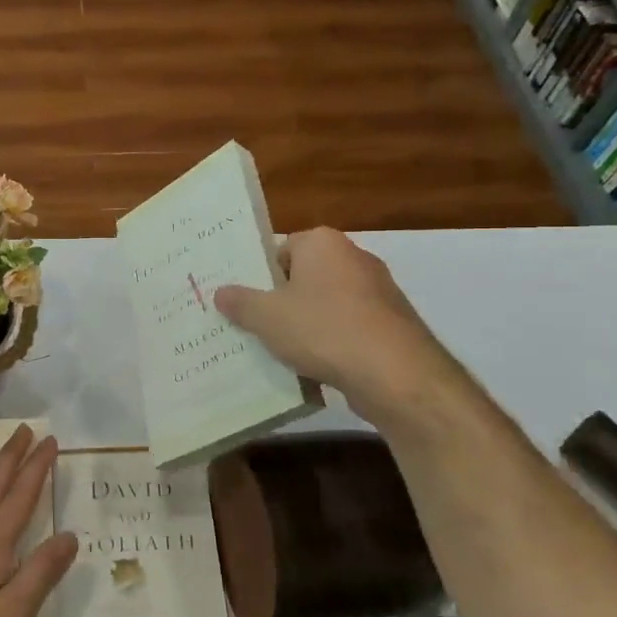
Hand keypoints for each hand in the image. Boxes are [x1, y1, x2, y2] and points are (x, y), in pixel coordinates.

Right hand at [214, 228, 465, 420]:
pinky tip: (316, 369)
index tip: (244, 302)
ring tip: (281, 353)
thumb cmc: (323, 330)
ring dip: (307, 325)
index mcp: (322, 243)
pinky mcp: (393, 324)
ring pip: (327, 305)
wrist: (396, 374)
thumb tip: (220, 292)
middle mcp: (353, 257)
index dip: (261, 276)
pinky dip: (333, 344)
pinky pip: (350, 328)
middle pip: (304, 277)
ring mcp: (378, 291)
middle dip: (282, 301)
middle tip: (255, 326)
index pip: (281, 249)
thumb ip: (240, 302)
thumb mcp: (266, 317)